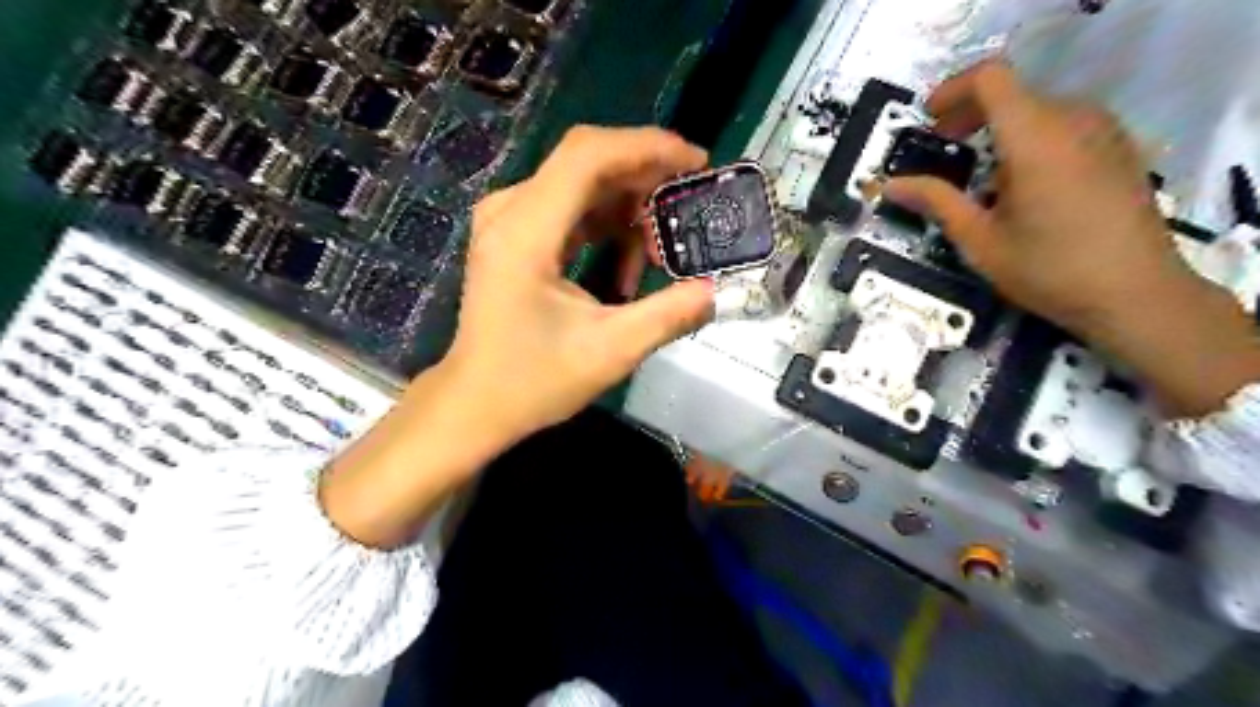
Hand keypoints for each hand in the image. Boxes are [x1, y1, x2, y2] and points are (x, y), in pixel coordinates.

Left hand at [448, 124, 711, 438]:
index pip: (589, 155)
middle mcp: (510, 211)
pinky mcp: (514, 236)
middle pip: (586, 162)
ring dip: (627, 210)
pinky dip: (605, 227)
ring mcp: (507, 221)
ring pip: (581, 185)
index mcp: (525, 231)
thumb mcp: (610, 352)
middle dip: (644, 179)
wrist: (476, 403)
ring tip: (655, 257)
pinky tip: (624, 270)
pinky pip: (569, 209)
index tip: (697, 162)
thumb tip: (716, 290)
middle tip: (687, 210)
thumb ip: (669, 315)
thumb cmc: (534, 381)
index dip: (648, 147)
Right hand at [880, 60, 1258, 420]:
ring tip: (981, 172)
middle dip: (970, 113)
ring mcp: (1104, 131)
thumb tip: (889, 185)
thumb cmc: (1048, 270)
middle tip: (943, 145)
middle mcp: (1073, 120)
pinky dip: (1032, 137)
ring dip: (1001, 127)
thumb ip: (935, 201)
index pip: (991, 78)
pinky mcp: (1119, 148)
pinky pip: (1065, 124)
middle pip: (1013, 92)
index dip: (952, 90)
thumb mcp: (979, 240)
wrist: (1136, 294)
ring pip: (1039, 107)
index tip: (928, 120)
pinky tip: (1023, 183)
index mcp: (1034, 138)